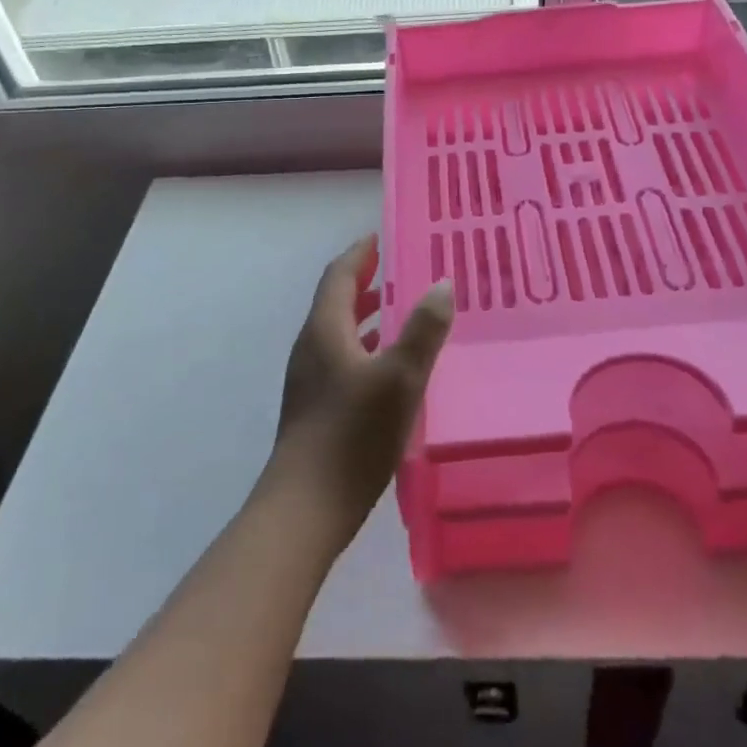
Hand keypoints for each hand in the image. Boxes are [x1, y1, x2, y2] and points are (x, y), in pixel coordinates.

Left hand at [267, 236, 454, 545]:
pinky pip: (344, 359)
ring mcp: (311, 380)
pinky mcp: (316, 408)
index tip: (384, 236)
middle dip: (368, 282)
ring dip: (370, 316)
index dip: (361, 253)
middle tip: (405, 270)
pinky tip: (394, 368)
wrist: (305, 510)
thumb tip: (441, 283)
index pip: (339, 275)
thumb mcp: (399, 378)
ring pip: (342, 332)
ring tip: (405, 312)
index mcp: (325, 330)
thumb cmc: (352, 436)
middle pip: (338, 301)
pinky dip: (368, 348)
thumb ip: (422, 330)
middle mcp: (312, 347)